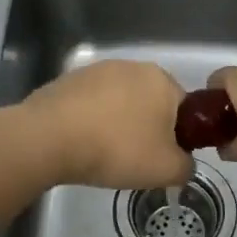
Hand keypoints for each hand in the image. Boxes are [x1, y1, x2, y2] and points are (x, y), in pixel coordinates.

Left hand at [19, 60, 193, 189]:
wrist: (49, 138)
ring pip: (118, 102)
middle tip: (134, 159)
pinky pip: (89, 105)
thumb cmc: (117, 149)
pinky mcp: (67, 80)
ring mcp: (96, 70)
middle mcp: (132, 66)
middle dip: (145, 128)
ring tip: (102, 154)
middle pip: (149, 103)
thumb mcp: (166, 170)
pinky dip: (89, 122)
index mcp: (162, 80)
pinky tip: (80, 144)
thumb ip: (186, 167)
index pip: (183, 108)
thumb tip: (183, 163)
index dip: (178, 136)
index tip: (162, 158)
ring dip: (115, 124)